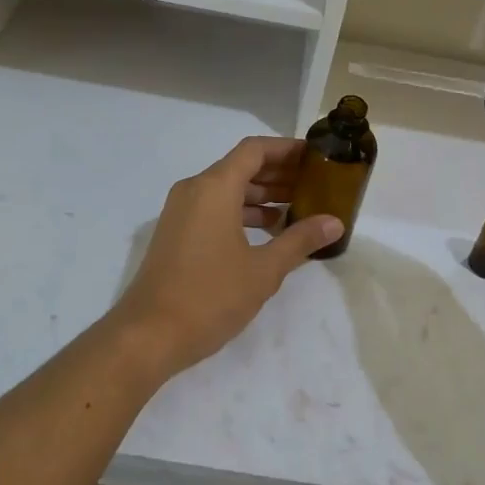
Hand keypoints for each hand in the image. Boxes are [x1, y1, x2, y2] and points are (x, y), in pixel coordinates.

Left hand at [104, 137, 341, 381]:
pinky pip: (214, 208)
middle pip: (241, 167)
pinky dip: (242, 212)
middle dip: (278, 173)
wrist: (149, 334)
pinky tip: (268, 232)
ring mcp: (181, 212)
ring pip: (227, 189)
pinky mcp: (177, 233)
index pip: (254, 150)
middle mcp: (194, 190)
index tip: (316, 156)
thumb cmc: (210, 296)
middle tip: (315, 183)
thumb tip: (335, 222)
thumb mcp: (263, 270)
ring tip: (298, 208)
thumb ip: (299, 240)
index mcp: (214, 188)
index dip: (287, 149)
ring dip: (261, 195)